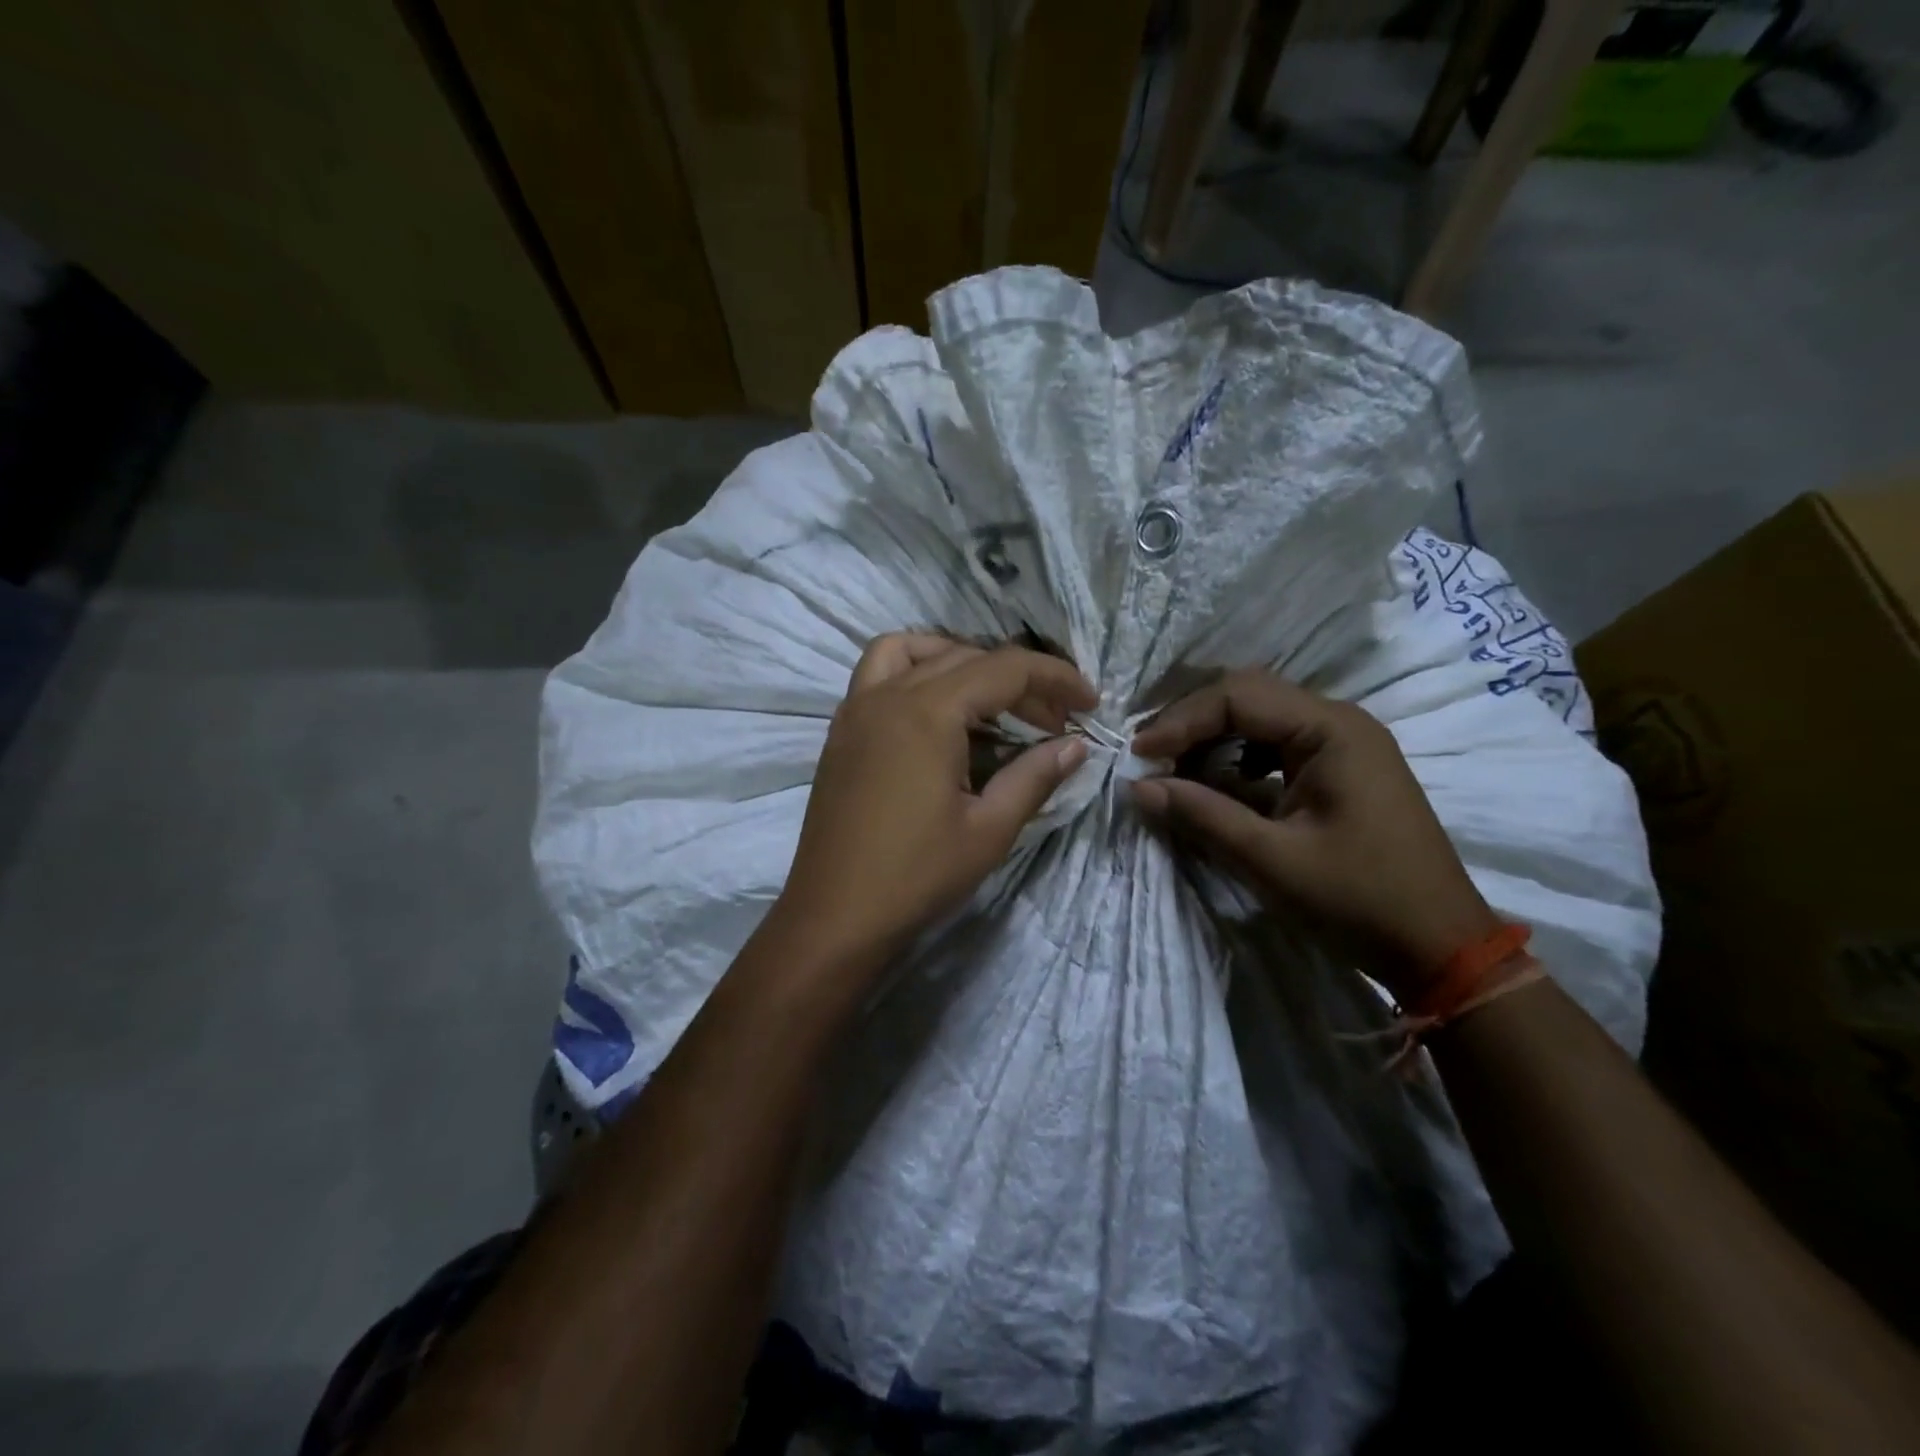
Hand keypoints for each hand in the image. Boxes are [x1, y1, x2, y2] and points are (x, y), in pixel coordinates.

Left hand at [772, 634, 1095, 970]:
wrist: (834, 916)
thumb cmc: (916, 876)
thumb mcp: (989, 829)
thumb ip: (1035, 776)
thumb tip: (1077, 745)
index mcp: (927, 712)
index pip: (1006, 668)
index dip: (1056, 679)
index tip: (1091, 705)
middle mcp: (887, 694)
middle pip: (965, 657)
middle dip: (1018, 681)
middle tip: (1051, 722)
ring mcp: (856, 708)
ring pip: (913, 651)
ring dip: (959, 660)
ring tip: (991, 699)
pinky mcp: (841, 730)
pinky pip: (878, 673)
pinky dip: (915, 672)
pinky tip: (936, 714)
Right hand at [1130, 669, 1496, 999]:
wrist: (1441, 948)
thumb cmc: (1359, 900)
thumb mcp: (1270, 860)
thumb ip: (1202, 815)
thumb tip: (1138, 787)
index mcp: (1331, 730)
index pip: (1238, 696)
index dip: (1181, 721)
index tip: (1139, 755)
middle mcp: (1339, 722)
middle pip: (1248, 697)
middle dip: (1192, 724)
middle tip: (1149, 757)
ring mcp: (1343, 744)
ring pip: (1260, 719)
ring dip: (1212, 740)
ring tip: (1173, 771)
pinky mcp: (1339, 771)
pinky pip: (1276, 747)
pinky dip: (1237, 761)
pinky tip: (1216, 787)